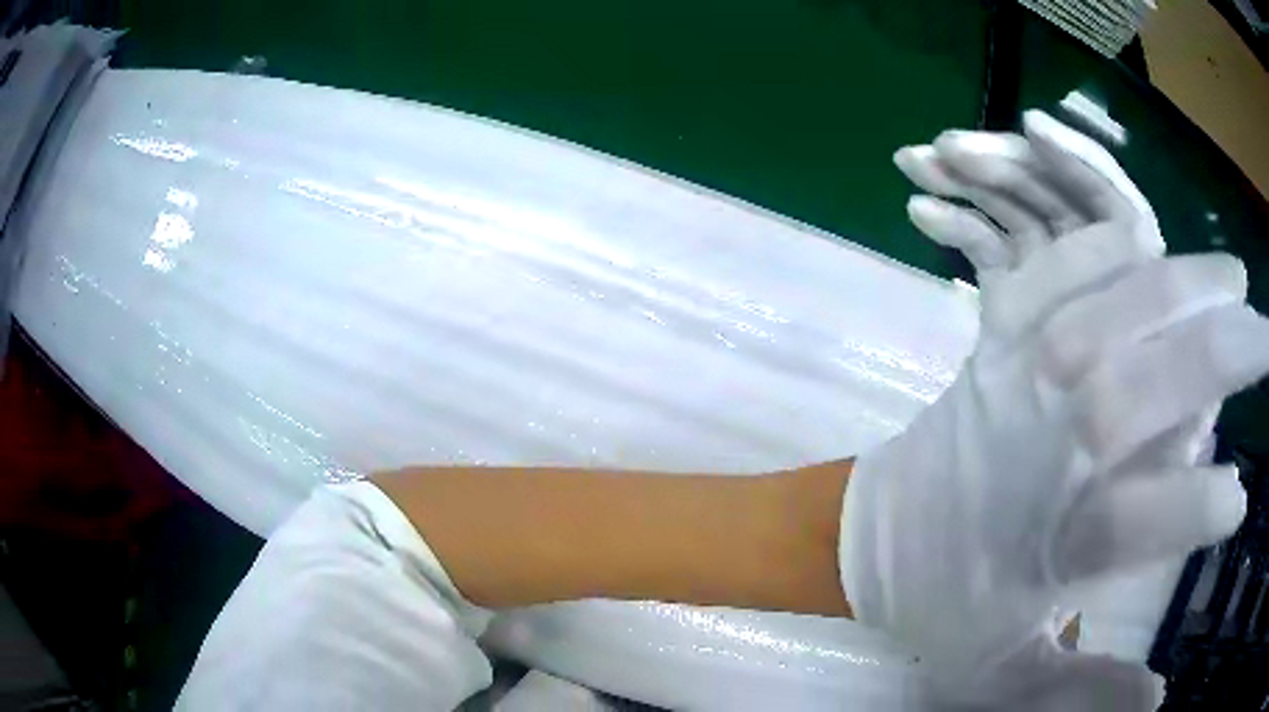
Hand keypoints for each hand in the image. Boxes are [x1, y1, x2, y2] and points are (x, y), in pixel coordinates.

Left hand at [840, 111, 1268, 707]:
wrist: (870, 541)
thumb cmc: (944, 611)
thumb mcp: (1002, 680)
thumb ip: (1081, 694)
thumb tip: (1153, 703)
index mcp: (1040, 553)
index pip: (1125, 531)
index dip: (1188, 516)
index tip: (1237, 501)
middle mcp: (1035, 457)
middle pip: (1129, 399)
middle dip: (1211, 359)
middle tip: (1263, 338)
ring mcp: (1011, 384)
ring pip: (1101, 320)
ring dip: (1176, 289)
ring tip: (1232, 279)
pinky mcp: (992, 344)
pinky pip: (1046, 278)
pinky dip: (1099, 250)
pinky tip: (1144, 239)